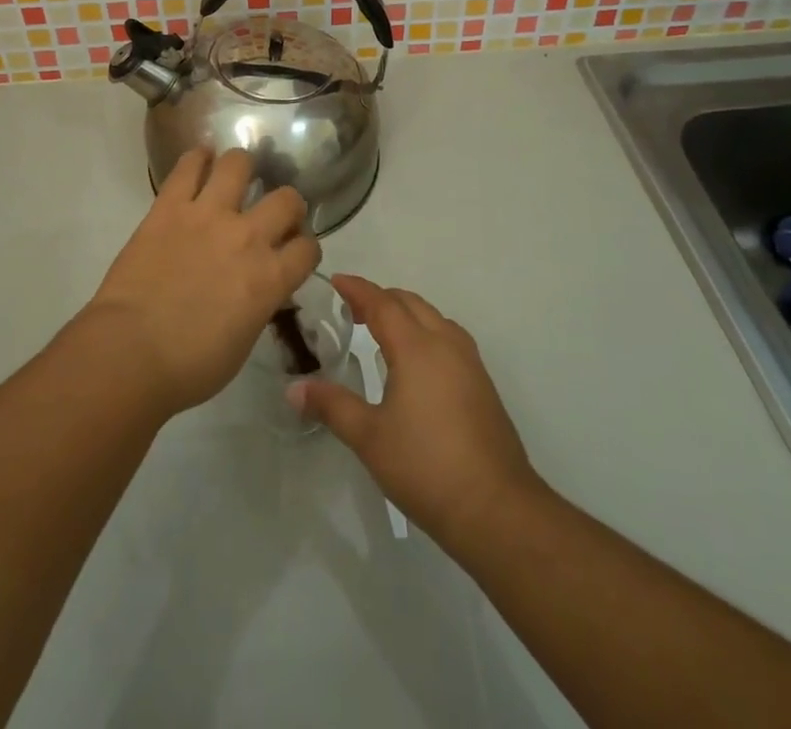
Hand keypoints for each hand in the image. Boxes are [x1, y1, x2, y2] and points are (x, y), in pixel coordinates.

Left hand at [84, 148, 319, 417]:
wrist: (130, 352)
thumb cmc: (189, 366)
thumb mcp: (243, 341)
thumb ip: (259, 304)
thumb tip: (257, 289)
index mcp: (270, 278)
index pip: (308, 247)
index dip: (305, 248)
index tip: (293, 251)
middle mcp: (248, 237)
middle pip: (287, 199)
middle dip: (287, 205)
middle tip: (271, 214)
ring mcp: (208, 215)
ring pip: (239, 164)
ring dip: (242, 168)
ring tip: (235, 176)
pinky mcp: (170, 206)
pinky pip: (188, 166)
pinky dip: (197, 158)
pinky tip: (200, 160)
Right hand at [290, 275, 543, 552]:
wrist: (496, 509)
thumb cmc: (426, 467)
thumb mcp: (369, 437)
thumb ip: (332, 406)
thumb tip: (293, 388)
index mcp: (416, 347)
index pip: (382, 303)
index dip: (357, 289)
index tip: (336, 281)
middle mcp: (446, 344)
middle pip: (410, 303)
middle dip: (380, 298)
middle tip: (351, 309)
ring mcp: (470, 363)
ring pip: (434, 318)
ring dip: (406, 313)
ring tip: (381, 330)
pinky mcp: (482, 385)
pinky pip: (449, 338)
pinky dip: (425, 332)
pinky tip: (415, 362)